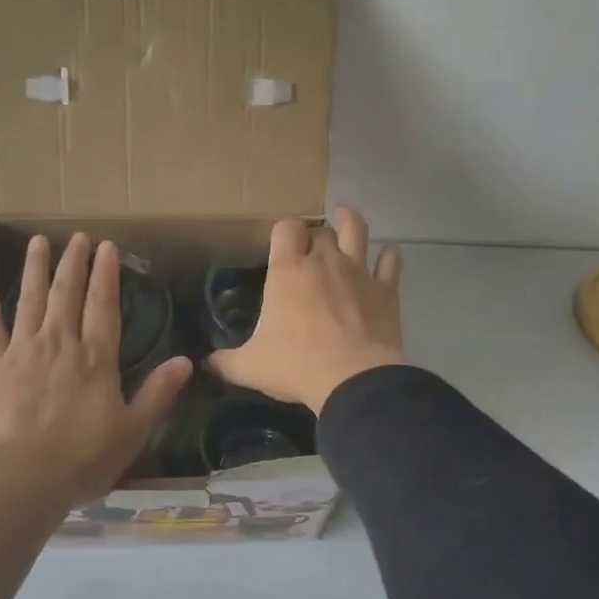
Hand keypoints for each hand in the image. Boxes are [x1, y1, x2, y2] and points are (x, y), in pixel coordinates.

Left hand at [0, 234, 191, 503]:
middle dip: (73, 262)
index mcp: (95, 358)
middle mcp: (59, 344)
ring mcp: (22, 352)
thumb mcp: (132, 431)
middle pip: (66, 293)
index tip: (107, 246)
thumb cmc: (81, 458)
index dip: (106, 274)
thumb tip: (187, 361)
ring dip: (35, 271)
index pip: (104, 305)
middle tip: (77, 236)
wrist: (17, 478)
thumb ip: (158, 394)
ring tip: (38, 244)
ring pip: (29, 301)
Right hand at [210, 206, 406, 412]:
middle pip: (320, 230)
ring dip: (350, 221)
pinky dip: (389, 256)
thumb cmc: (296, 366)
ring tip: (345, 218)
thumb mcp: (250, 367)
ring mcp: (358, 271)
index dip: (284, 232)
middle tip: (310, 249)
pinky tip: (387, 255)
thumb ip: (226, 361)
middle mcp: (323, 261)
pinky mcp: (386, 289)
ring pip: (356, 230)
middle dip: (314, 235)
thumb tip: (207, 363)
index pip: (285, 228)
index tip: (281, 244)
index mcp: (287, 271)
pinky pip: (391, 262)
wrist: (354, 380)